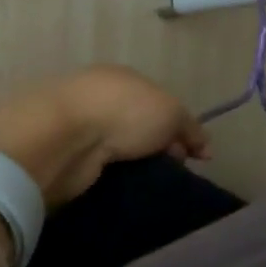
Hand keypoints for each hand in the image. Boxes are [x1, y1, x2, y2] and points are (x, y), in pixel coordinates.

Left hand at [0, 65, 208, 207]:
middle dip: (155, 147)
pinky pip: (95, 165)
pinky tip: (121, 188)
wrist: (64, 136)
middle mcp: (99, 96)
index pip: (157, 102)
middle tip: (172, 172)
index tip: (192, 156)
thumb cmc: (124, 112)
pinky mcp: (62, 153)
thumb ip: (189, 128)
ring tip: (148, 185)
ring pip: (114, 146)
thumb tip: (203, 147)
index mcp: (124, 78)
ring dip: (130, 163)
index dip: (178, 127)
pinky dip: (108, 175)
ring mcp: (77, 124)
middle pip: (136, 124)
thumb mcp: (172, 113)